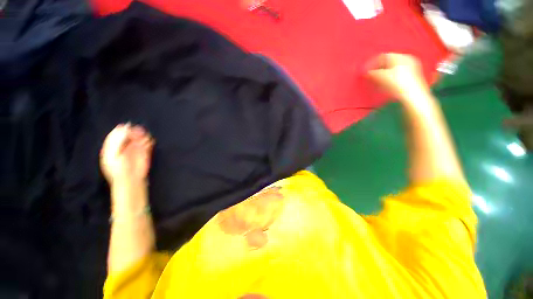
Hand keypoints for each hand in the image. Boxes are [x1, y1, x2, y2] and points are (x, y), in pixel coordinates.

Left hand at [100, 123, 154, 185]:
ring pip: (139, 137)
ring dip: (143, 135)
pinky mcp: (145, 151)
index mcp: (113, 145)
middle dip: (133, 131)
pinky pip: (148, 143)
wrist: (130, 180)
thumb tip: (123, 128)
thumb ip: (117, 142)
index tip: (128, 127)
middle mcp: (124, 145)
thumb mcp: (113, 155)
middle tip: (138, 131)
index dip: (122, 129)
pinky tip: (149, 142)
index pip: (116, 133)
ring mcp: (135, 148)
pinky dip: (149, 141)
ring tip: (144, 138)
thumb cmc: (118, 169)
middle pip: (129, 133)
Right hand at [367, 53, 429, 100]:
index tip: (365, 72)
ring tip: (377, 82)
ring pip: (393, 68)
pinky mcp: (413, 76)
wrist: (412, 97)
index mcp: (400, 56)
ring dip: (383, 74)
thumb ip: (371, 73)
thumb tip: (365, 72)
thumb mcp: (381, 77)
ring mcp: (412, 67)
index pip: (382, 56)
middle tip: (370, 77)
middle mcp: (407, 59)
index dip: (372, 64)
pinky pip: (398, 74)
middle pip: (388, 62)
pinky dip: (390, 77)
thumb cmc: (396, 84)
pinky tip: (386, 85)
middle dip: (378, 69)